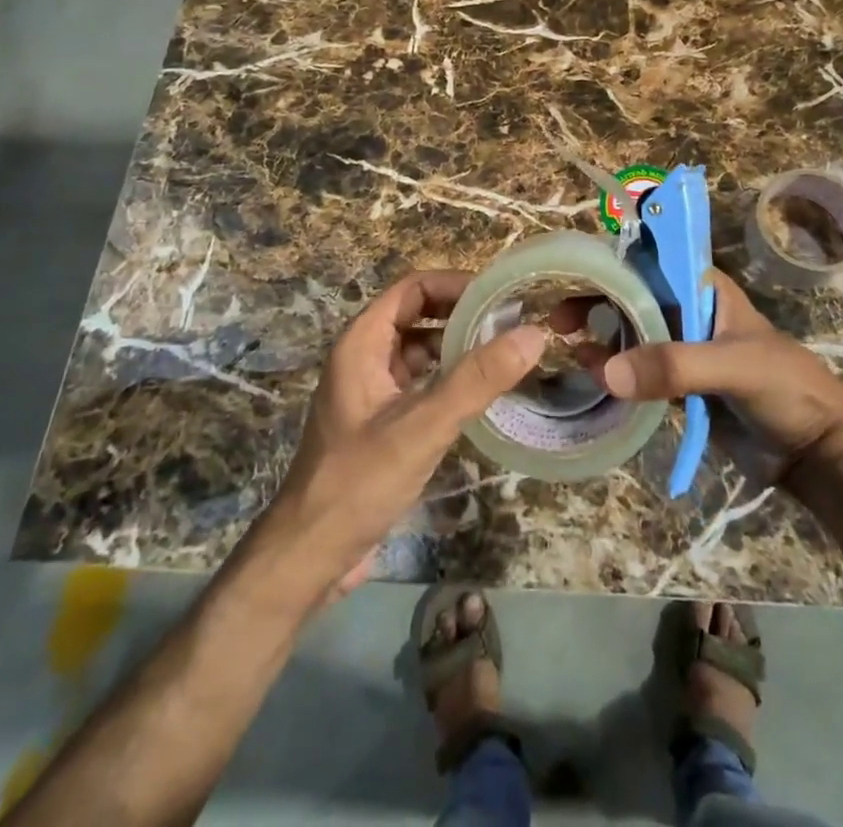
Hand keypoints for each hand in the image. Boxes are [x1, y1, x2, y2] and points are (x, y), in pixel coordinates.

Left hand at [265, 270, 547, 597]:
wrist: (309, 558)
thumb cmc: (358, 483)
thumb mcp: (422, 427)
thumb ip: (476, 380)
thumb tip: (533, 334)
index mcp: (361, 343)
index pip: (413, 288)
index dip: (456, 284)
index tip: (501, 295)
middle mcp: (364, 357)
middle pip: (419, 315)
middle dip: (463, 314)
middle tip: (513, 323)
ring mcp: (372, 390)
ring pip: (421, 350)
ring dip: (458, 347)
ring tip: (507, 353)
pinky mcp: (381, 422)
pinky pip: (421, 383)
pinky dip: (450, 379)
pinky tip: (482, 394)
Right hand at [593, 269, 842, 492]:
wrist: (816, 452)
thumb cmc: (786, 389)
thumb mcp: (735, 367)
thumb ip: (675, 366)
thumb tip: (606, 371)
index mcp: (703, 289)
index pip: (649, 261)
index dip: (610, 265)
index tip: (572, 278)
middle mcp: (687, 311)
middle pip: (630, 296)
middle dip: (594, 302)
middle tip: (558, 322)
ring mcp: (681, 349)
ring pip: (629, 334)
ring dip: (600, 339)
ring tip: (572, 352)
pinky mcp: (677, 386)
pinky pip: (636, 371)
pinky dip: (613, 371)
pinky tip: (592, 378)